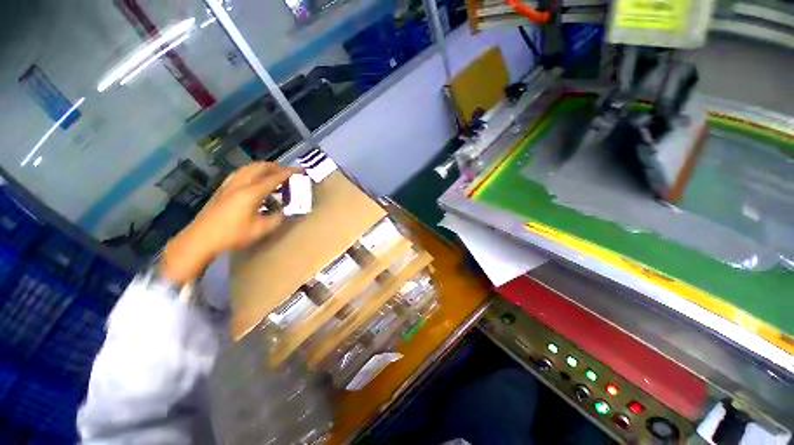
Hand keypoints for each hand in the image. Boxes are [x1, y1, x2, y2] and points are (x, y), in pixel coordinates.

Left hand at [161, 162, 299, 283]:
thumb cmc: (233, 235)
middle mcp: (241, 184)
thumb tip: (284, 210)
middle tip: (287, 171)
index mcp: (252, 192)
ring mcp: (229, 184)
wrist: (201, 239)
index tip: (300, 170)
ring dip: (263, 167)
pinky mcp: (222, 188)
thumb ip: (277, 217)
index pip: (274, 177)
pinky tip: (253, 177)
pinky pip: (240, 172)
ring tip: (272, 171)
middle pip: (260, 167)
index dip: (289, 172)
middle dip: (276, 166)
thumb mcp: (261, 229)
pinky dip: (251, 171)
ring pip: (248, 168)